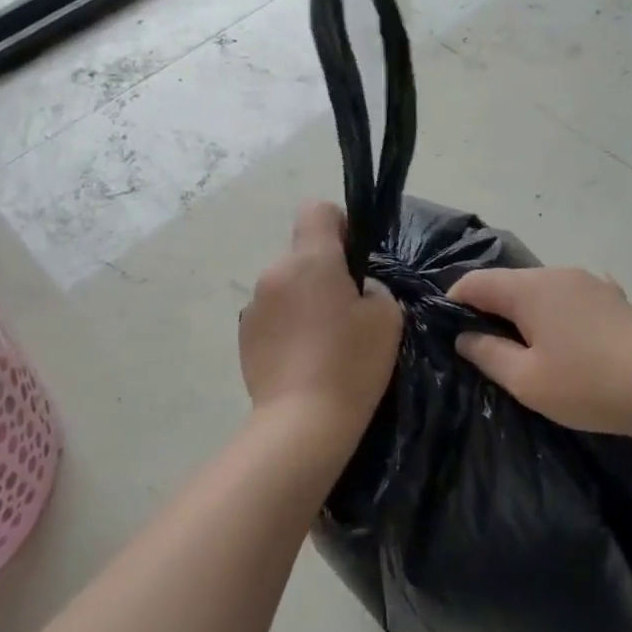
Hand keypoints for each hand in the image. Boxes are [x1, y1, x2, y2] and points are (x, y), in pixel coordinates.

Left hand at [239, 203, 402, 438]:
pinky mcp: (244, 335)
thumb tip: (354, 289)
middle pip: (303, 254)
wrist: (303, 421)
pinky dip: (287, 326)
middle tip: (348, 312)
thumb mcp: (387, 317)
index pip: (316, 210)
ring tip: (324, 342)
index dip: (340, 224)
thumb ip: (373, 288)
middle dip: (324, 272)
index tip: (354, 257)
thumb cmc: (352, 363)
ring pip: (287, 286)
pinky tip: (303, 359)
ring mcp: (254, 305)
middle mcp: (275, 273)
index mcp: (310, 260)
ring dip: (304, 300)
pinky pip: (272, 315)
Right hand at [448, 267, 631, 442]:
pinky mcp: (615, 300)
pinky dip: (555, 316)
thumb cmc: (590, 385)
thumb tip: (463, 336)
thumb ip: (487, 354)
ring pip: (540, 292)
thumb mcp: (527, 380)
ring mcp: (591, 284)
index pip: (474, 282)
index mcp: (530, 288)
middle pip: (508, 284)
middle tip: (482, 351)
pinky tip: (564, 340)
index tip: (446, 333)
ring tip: (523, 351)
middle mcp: (557, 274)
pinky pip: (569, 301)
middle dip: (489, 311)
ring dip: (523, 315)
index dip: (453, 303)